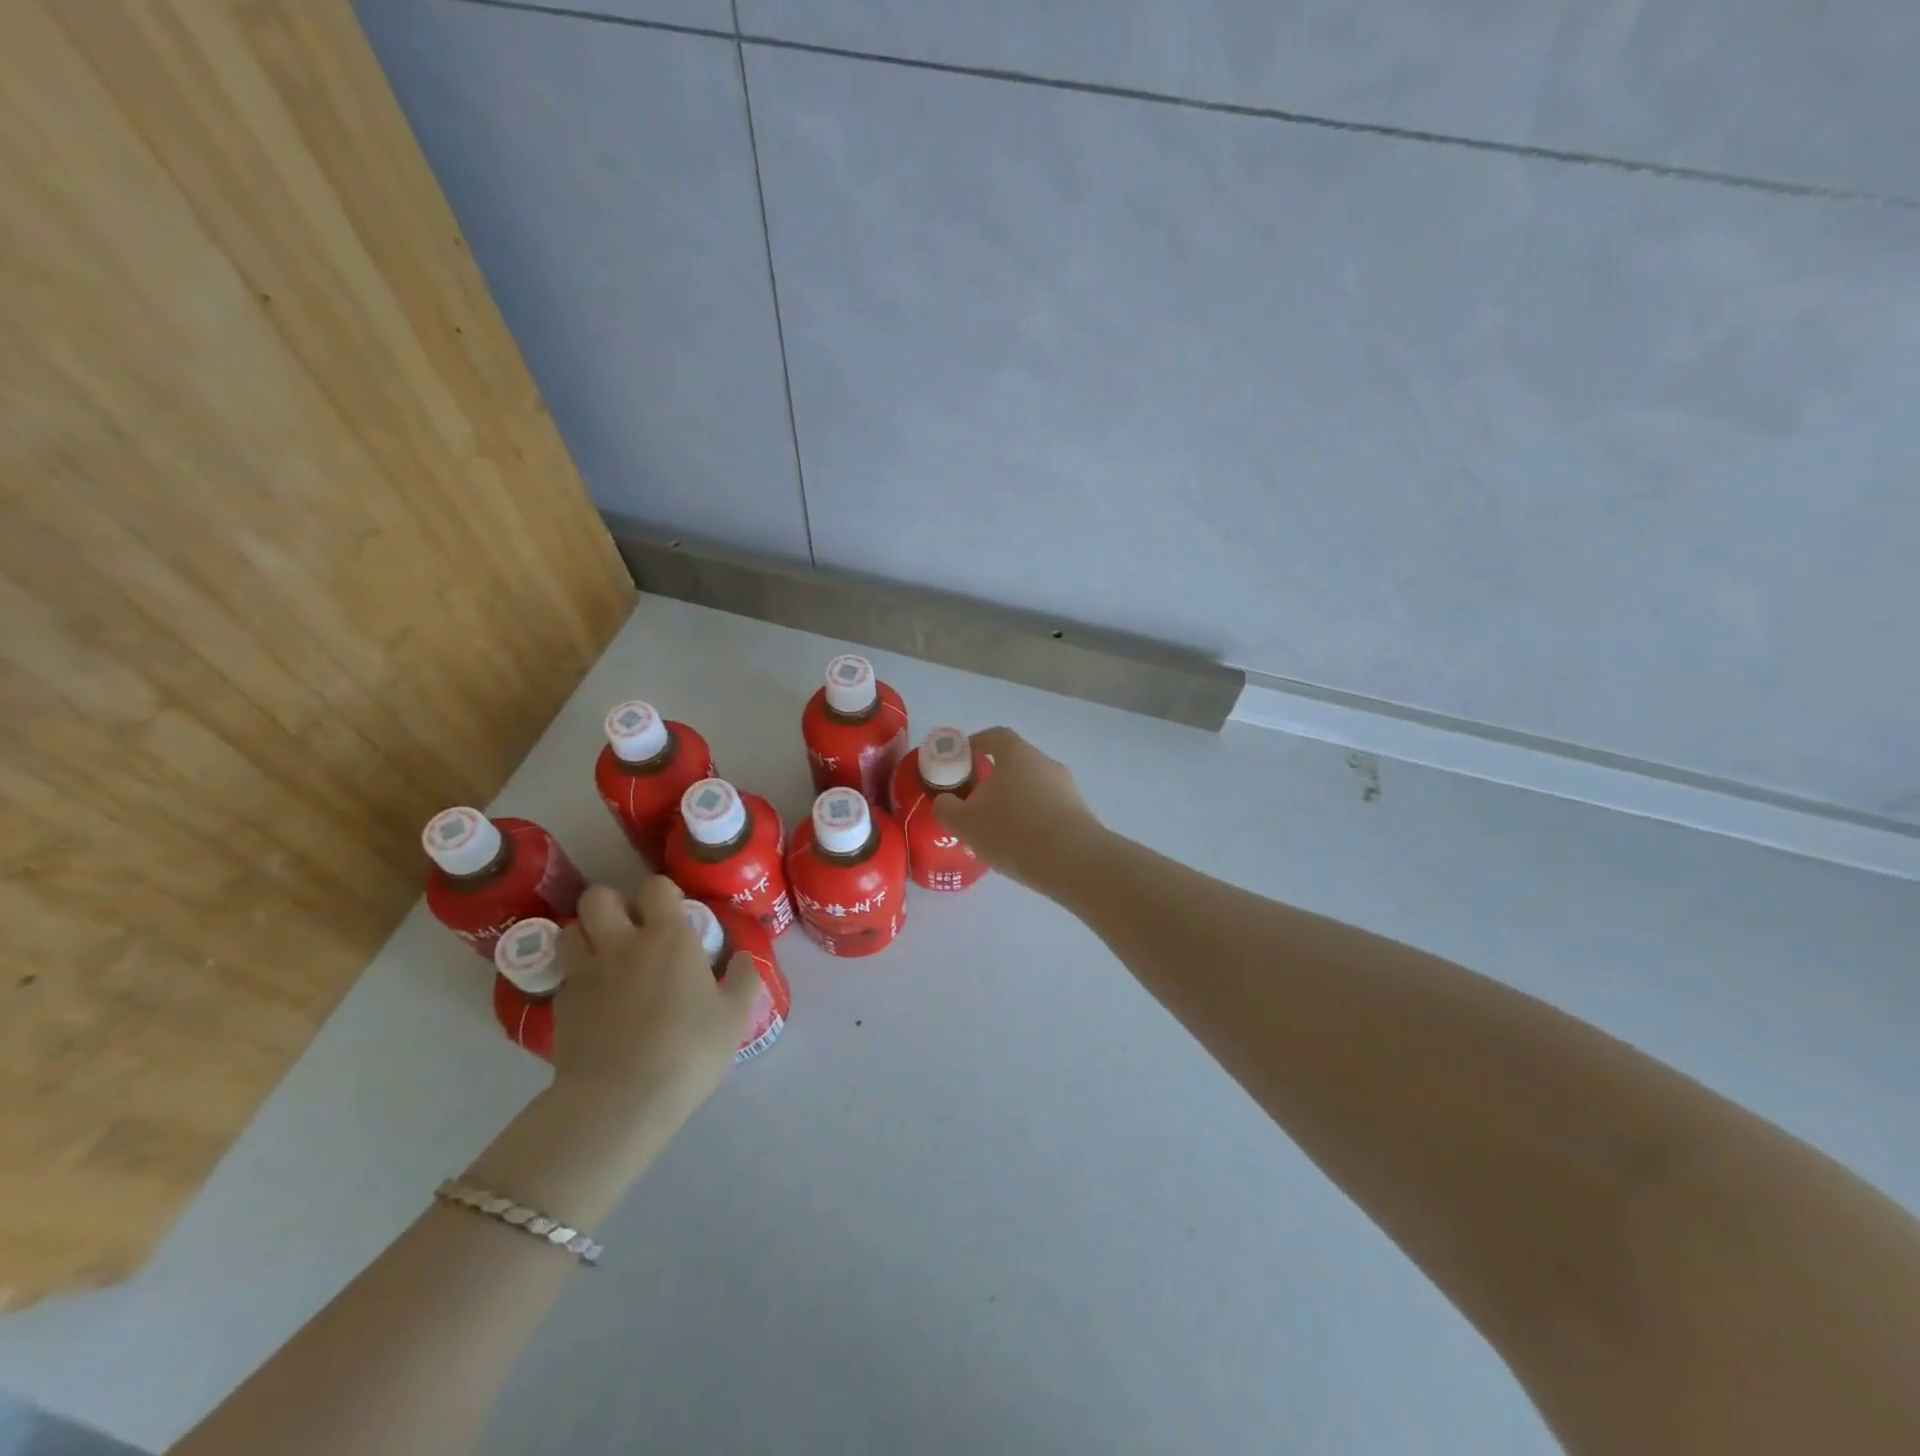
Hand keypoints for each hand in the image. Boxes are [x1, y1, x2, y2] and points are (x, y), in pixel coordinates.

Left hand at [552, 877, 759, 1128]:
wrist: (620, 1100)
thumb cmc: (688, 1050)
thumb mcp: (734, 1017)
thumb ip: (743, 980)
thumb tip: (744, 957)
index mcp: (668, 937)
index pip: (656, 887)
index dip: (662, 893)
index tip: (672, 911)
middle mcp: (622, 943)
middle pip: (599, 897)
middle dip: (611, 904)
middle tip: (629, 927)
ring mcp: (585, 973)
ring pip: (570, 929)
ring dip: (585, 934)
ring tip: (603, 955)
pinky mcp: (561, 1005)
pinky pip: (564, 974)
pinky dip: (576, 977)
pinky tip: (593, 998)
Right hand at [933, 727, 1104, 890]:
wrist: (1074, 862)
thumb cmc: (1013, 832)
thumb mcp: (966, 824)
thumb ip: (947, 809)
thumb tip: (945, 802)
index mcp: (1017, 754)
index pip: (994, 736)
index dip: (975, 744)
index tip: (960, 759)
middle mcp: (1044, 762)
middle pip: (1014, 763)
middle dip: (992, 780)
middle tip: (974, 804)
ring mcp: (1066, 787)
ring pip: (1031, 788)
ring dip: (1013, 802)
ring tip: (996, 831)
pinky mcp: (1079, 812)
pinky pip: (1047, 808)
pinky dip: (1032, 819)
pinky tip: (1021, 845)